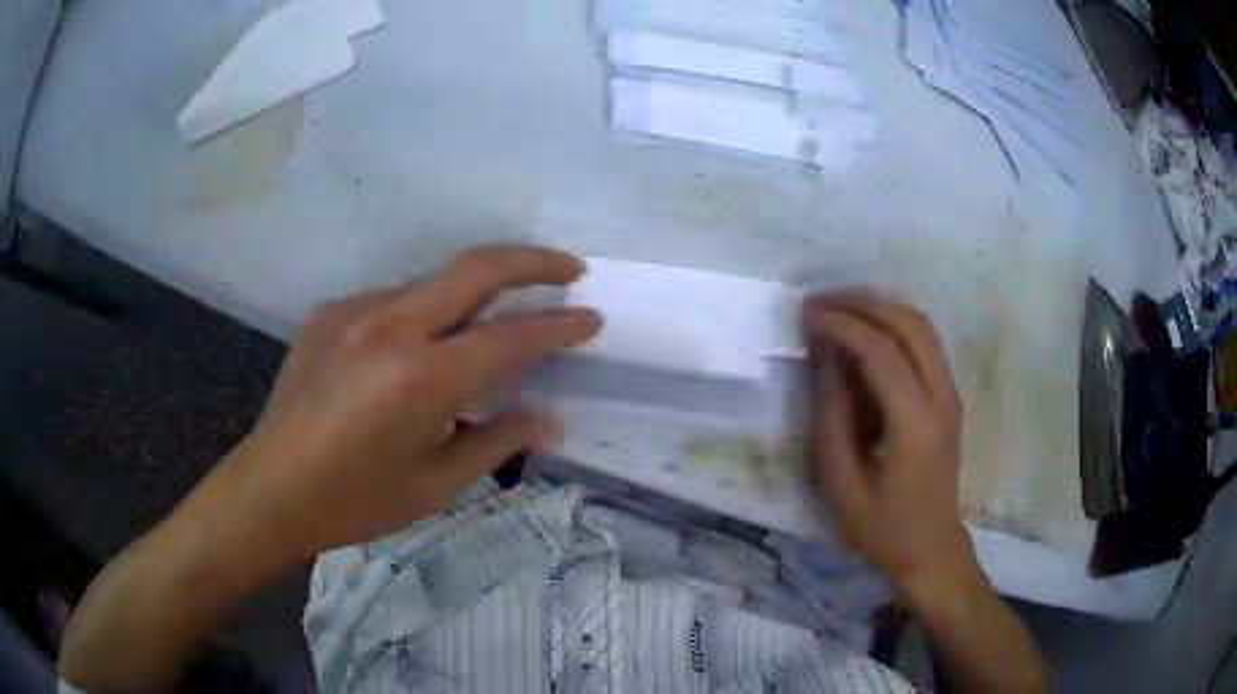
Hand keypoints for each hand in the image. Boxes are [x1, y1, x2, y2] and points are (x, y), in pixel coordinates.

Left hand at [212, 244, 600, 568]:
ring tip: (497, 318)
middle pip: (475, 268)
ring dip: (475, 290)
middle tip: (569, 269)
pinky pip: (394, 300)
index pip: (510, 337)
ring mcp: (354, 311)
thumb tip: (549, 420)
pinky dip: (426, 312)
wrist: (268, 490)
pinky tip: (423, 346)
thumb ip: (497, 442)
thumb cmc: (354, 502)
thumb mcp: (434, 485)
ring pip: (433, 281)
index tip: (592, 319)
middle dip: (533, 262)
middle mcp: (389, 327)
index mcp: (420, 379)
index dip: (559, 327)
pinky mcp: (329, 312)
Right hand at [803, 290, 976, 596]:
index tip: (807, 316)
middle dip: (863, 302)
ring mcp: (950, 394)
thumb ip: (831, 420)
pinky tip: (864, 334)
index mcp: (916, 424)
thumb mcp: (841, 486)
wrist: (930, 549)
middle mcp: (941, 397)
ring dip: (880, 308)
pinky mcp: (948, 397)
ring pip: (921, 326)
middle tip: (820, 302)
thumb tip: (825, 362)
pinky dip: (892, 326)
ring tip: (838, 310)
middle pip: (910, 323)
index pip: (882, 352)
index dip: (842, 325)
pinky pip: (924, 343)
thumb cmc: (882, 529)